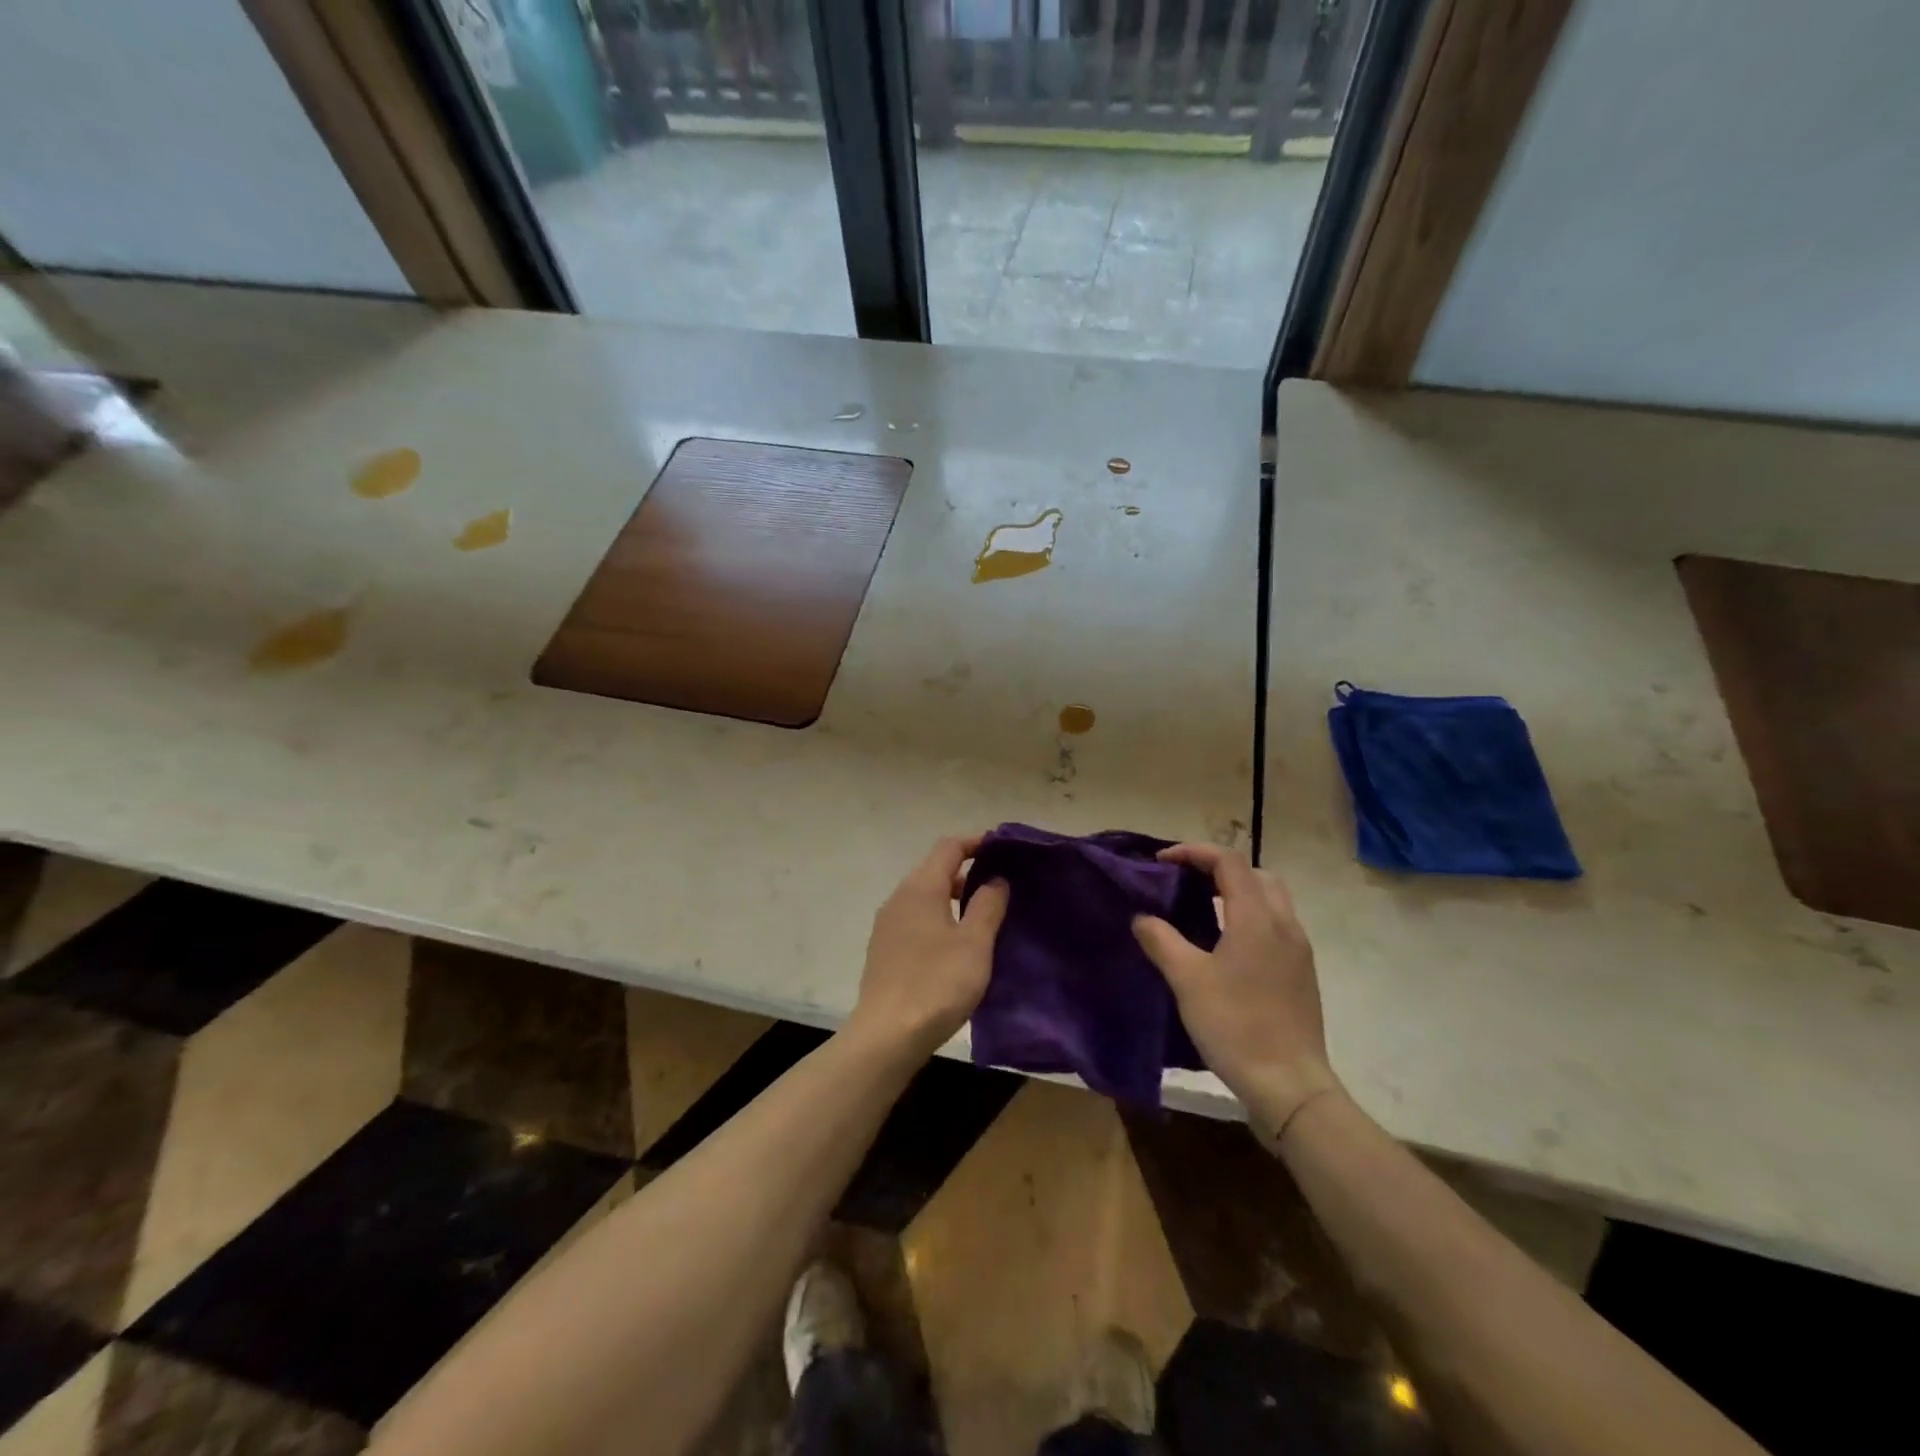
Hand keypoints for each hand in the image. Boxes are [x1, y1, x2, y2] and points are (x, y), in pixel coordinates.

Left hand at [847, 834, 1008, 1064]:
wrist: (886, 1036)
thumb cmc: (936, 983)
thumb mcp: (975, 943)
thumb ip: (988, 905)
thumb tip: (995, 879)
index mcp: (921, 887)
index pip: (949, 846)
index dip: (976, 842)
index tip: (1003, 850)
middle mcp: (899, 898)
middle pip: (935, 870)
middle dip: (967, 871)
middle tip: (1000, 887)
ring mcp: (887, 925)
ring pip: (925, 897)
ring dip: (953, 899)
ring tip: (983, 917)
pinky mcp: (884, 950)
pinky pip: (916, 920)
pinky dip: (938, 920)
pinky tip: (956, 946)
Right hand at [1133, 844, 1339, 1143]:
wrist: (1289, 1085)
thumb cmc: (1236, 1025)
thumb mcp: (1187, 980)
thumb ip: (1162, 941)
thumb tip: (1143, 918)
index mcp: (1257, 918)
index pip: (1228, 861)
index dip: (1194, 852)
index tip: (1162, 861)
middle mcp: (1284, 925)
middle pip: (1256, 874)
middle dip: (1219, 868)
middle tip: (1186, 882)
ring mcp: (1298, 950)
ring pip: (1271, 900)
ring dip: (1237, 893)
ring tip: (1202, 910)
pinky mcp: (1302, 973)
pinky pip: (1276, 926)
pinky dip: (1250, 918)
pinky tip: (1226, 946)